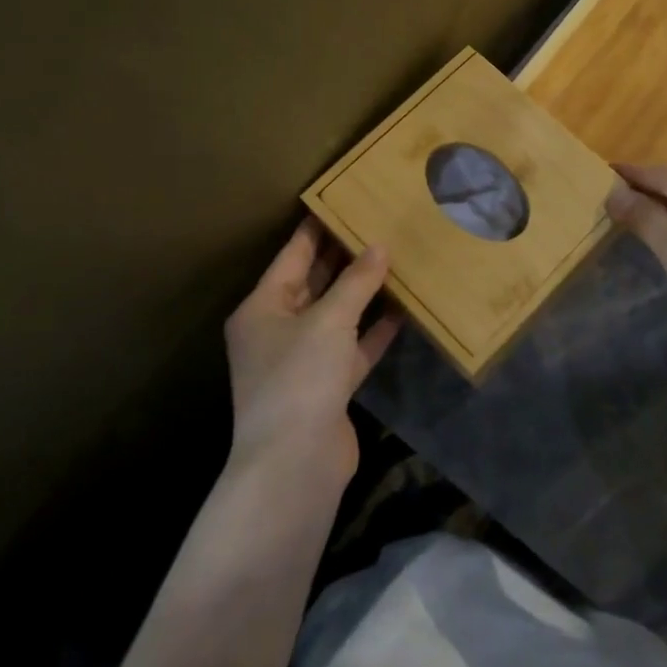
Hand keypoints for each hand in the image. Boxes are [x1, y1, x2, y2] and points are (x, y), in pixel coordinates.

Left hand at [225, 221, 402, 485]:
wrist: (295, 465)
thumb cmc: (300, 379)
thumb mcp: (328, 320)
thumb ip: (356, 281)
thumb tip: (379, 246)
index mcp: (262, 308)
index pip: (292, 255)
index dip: (318, 228)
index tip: (345, 201)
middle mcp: (278, 329)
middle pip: (314, 282)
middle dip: (346, 257)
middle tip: (380, 225)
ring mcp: (303, 360)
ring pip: (337, 314)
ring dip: (363, 292)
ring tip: (397, 258)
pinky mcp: (328, 385)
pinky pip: (353, 346)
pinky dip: (374, 329)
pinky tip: (404, 308)